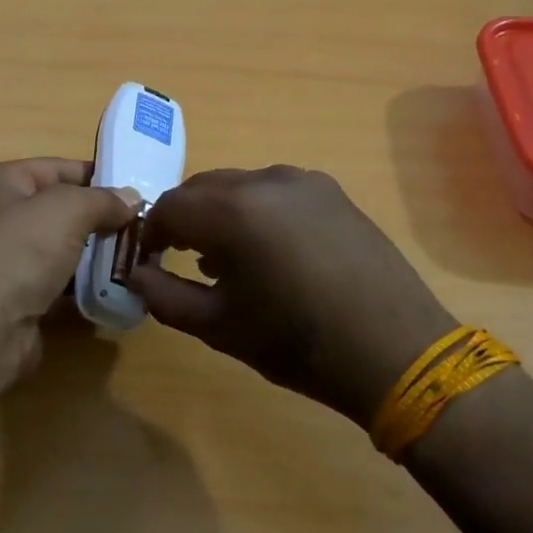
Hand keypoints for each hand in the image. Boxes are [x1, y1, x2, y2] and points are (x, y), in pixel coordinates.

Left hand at [0, 159, 139, 383]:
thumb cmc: (19, 253)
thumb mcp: (67, 210)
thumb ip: (103, 199)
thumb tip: (131, 199)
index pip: (57, 169)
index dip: (98, 177)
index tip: (138, 192)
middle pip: (61, 209)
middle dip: (101, 219)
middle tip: (145, 230)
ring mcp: (5, 259)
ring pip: (62, 248)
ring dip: (97, 254)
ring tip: (138, 259)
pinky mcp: (16, 296)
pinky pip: (58, 282)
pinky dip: (84, 285)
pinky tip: (116, 288)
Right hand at [127, 166, 456, 428]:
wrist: (397, 352)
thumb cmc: (298, 343)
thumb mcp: (218, 327)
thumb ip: (164, 297)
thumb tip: (136, 276)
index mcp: (234, 210)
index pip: (169, 206)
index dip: (151, 233)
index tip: (150, 261)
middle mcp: (267, 180)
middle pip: (203, 188)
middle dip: (185, 219)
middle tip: (181, 258)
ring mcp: (305, 182)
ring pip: (240, 186)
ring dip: (220, 213)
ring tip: (227, 259)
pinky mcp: (334, 193)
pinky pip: (276, 192)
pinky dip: (256, 212)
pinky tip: (269, 252)